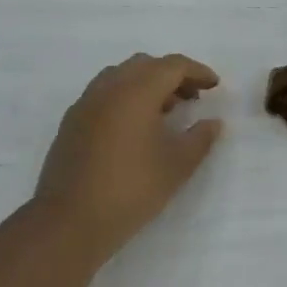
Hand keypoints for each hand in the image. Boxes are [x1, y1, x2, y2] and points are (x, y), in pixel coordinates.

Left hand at [32, 53, 222, 258]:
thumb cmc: (132, 188)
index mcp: (136, 90)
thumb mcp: (177, 166)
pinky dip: (125, 98)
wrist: (71, 221)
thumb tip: (213, 123)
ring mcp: (85, 103)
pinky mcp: (72, 122)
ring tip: (165, 112)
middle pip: (145, 65)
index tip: (214, 86)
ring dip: (146, 85)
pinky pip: (104, 94)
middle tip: (192, 98)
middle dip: (172, 75)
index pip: (172, 66)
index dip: (197, 71)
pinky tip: (135, 129)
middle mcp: (108, 88)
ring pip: (121, 76)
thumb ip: (200, 139)